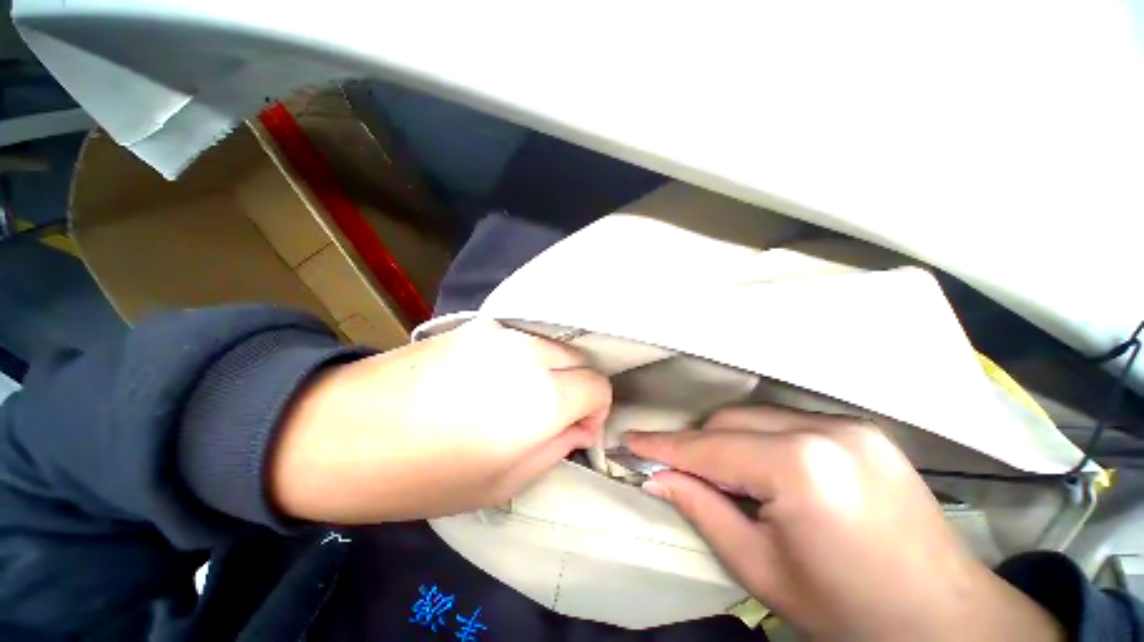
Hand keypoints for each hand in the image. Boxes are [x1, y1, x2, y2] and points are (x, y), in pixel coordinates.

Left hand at [271, 319, 610, 522]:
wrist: (343, 429)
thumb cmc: (425, 475)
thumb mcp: (505, 482)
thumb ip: (557, 448)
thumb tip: (581, 426)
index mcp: (541, 400)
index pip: (598, 387)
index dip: (596, 410)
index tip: (577, 429)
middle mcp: (530, 355)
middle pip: (581, 360)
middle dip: (577, 388)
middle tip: (552, 416)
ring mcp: (503, 334)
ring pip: (555, 346)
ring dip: (554, 371)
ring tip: (522, 397)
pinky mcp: (480, 324)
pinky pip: (524, 340)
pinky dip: (528, 358)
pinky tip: (498, 378)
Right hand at [626, 406, 1063, 641]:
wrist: (946, 621)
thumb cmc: (848, 611)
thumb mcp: (762, 569)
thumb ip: (704, 510)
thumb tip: (659, 476)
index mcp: (802, 469)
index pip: (710, 447)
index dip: (664, 445)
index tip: (630, 440)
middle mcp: (825, 430)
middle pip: (731, 421)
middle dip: (696, 442)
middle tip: (673, 465)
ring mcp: (849, 424)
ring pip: (756, 416)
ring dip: (727, 438)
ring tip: (716, 468)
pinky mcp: (862, 428)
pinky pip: (787, 421)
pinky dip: (760, 437)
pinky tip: (760, 464)